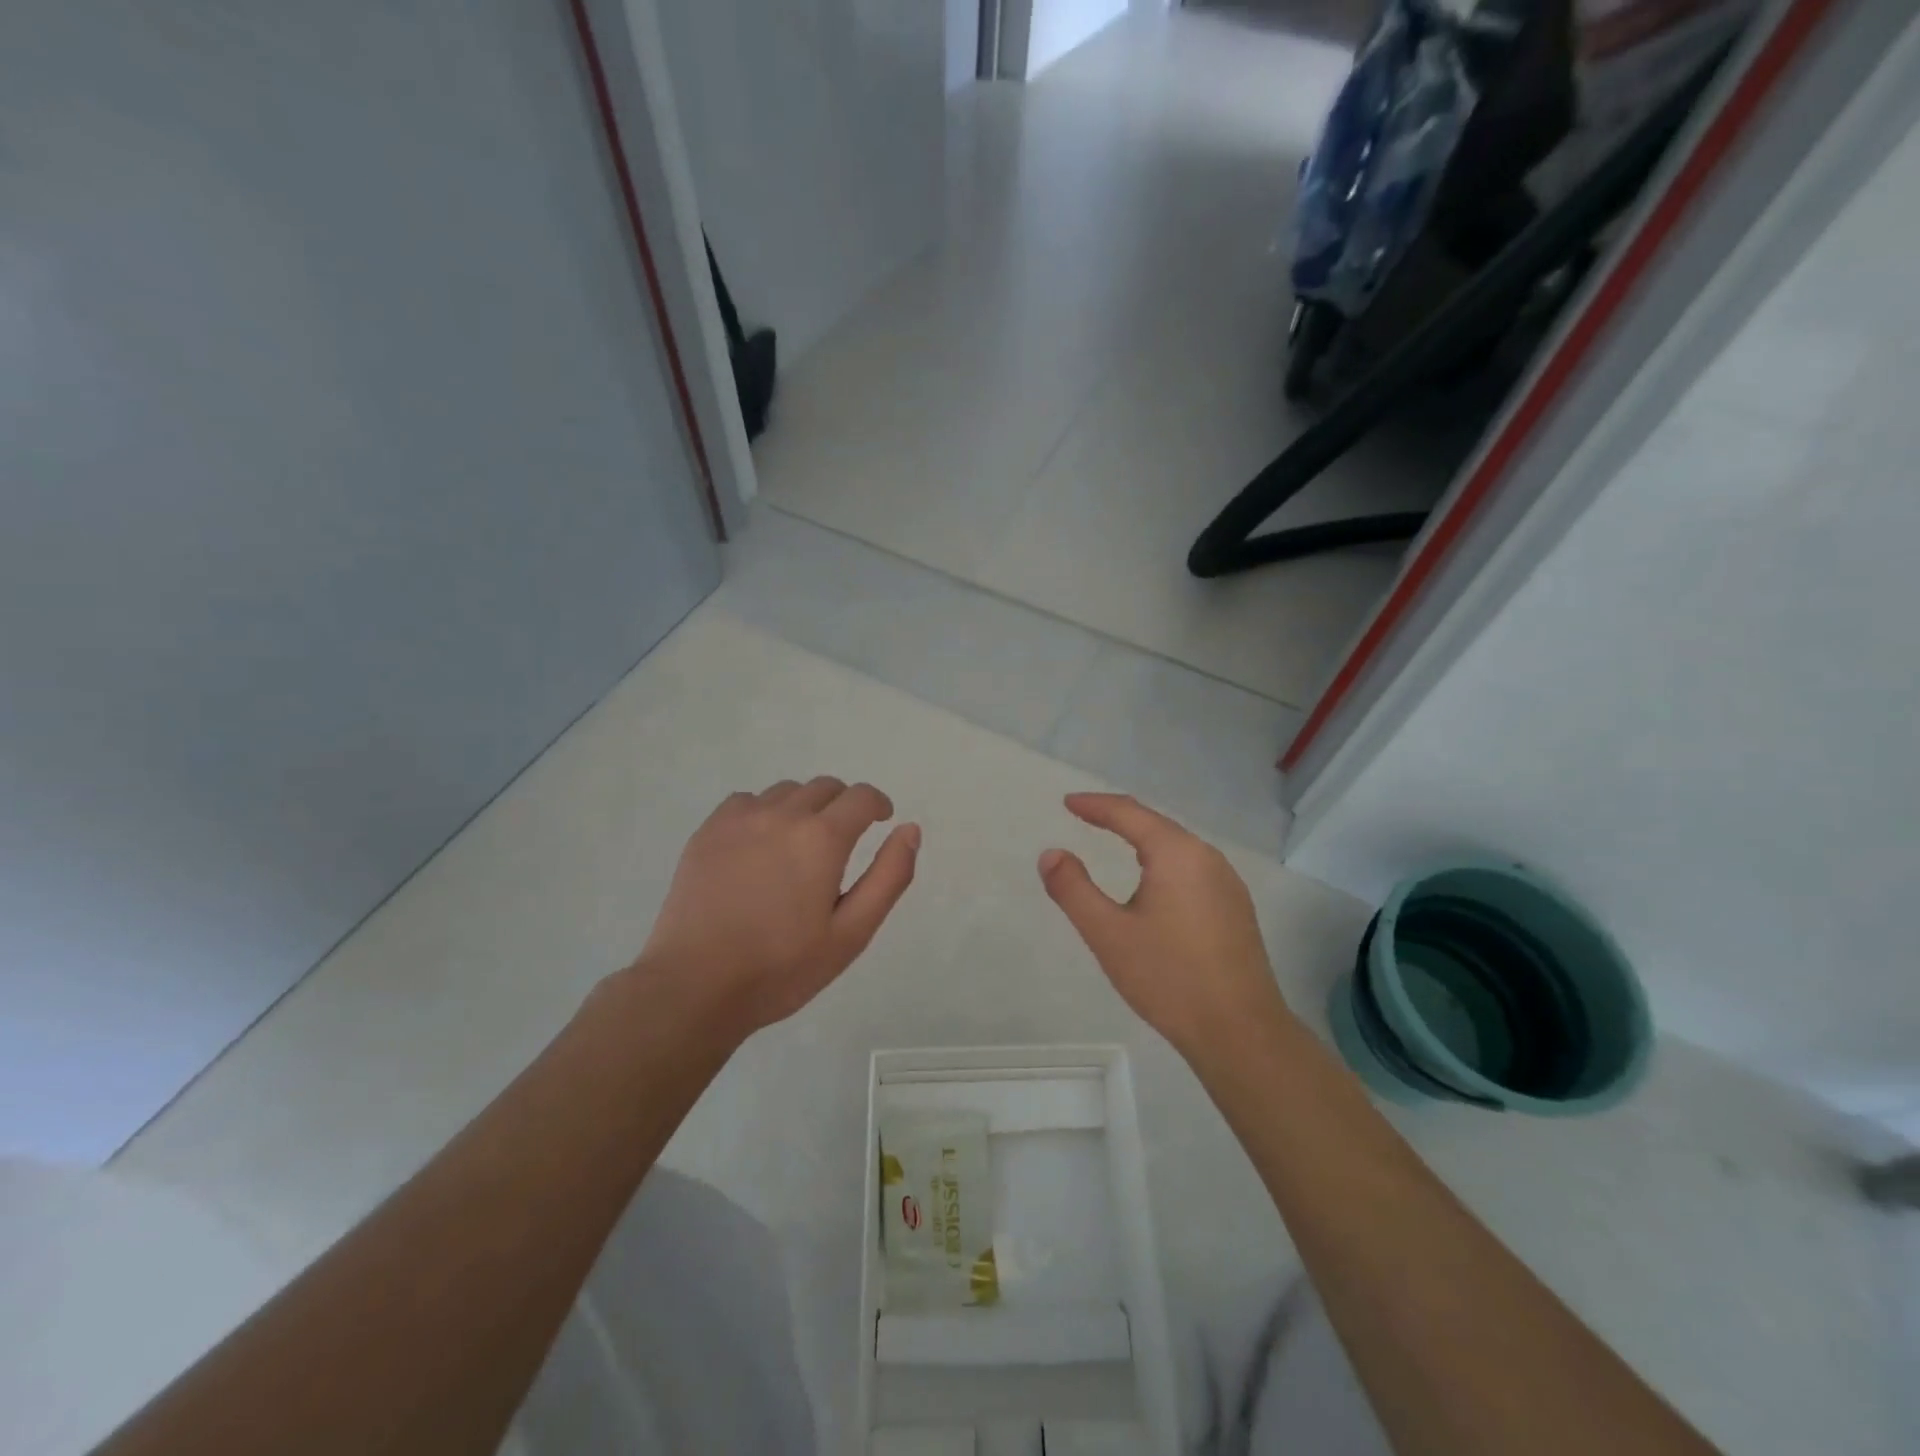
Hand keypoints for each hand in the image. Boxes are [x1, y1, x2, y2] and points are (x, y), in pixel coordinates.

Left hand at [636, 777, 919, 1036]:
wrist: (695, 986)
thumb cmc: (782, 967)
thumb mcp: (852, 933)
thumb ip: (888, 877)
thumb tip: (910, 829)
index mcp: (822, 838)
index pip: (861, 797)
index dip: (878, 804)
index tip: (881, 821)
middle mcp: (783, 814)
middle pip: (825, 787)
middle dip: (843, 806)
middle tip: (842, 842)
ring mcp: (740, 819)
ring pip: (786, 792)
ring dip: (803, 808)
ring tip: (798, 847)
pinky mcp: (708, 831)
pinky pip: (746, 801)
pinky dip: (764, 813)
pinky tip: (758, 847)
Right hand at [1039, 793, 1290, 1062]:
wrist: (1241, 1033)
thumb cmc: (1169, 978)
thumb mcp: (1108, 934)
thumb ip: (1074, 889)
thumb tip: (1050, 854)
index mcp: (1177, 854)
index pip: (1129, 813)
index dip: (1095, 805)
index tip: (1067, 803)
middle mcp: (1208, 858)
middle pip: (1157, 824)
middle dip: (1119, 817)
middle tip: (1086, 815)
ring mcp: (1228, 883)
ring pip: (1178, 847)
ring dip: (1144, 838)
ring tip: (1115, 839)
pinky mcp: (1235, 909)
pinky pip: (1192, 868)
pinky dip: (1163, 861)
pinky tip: (1154, 881)